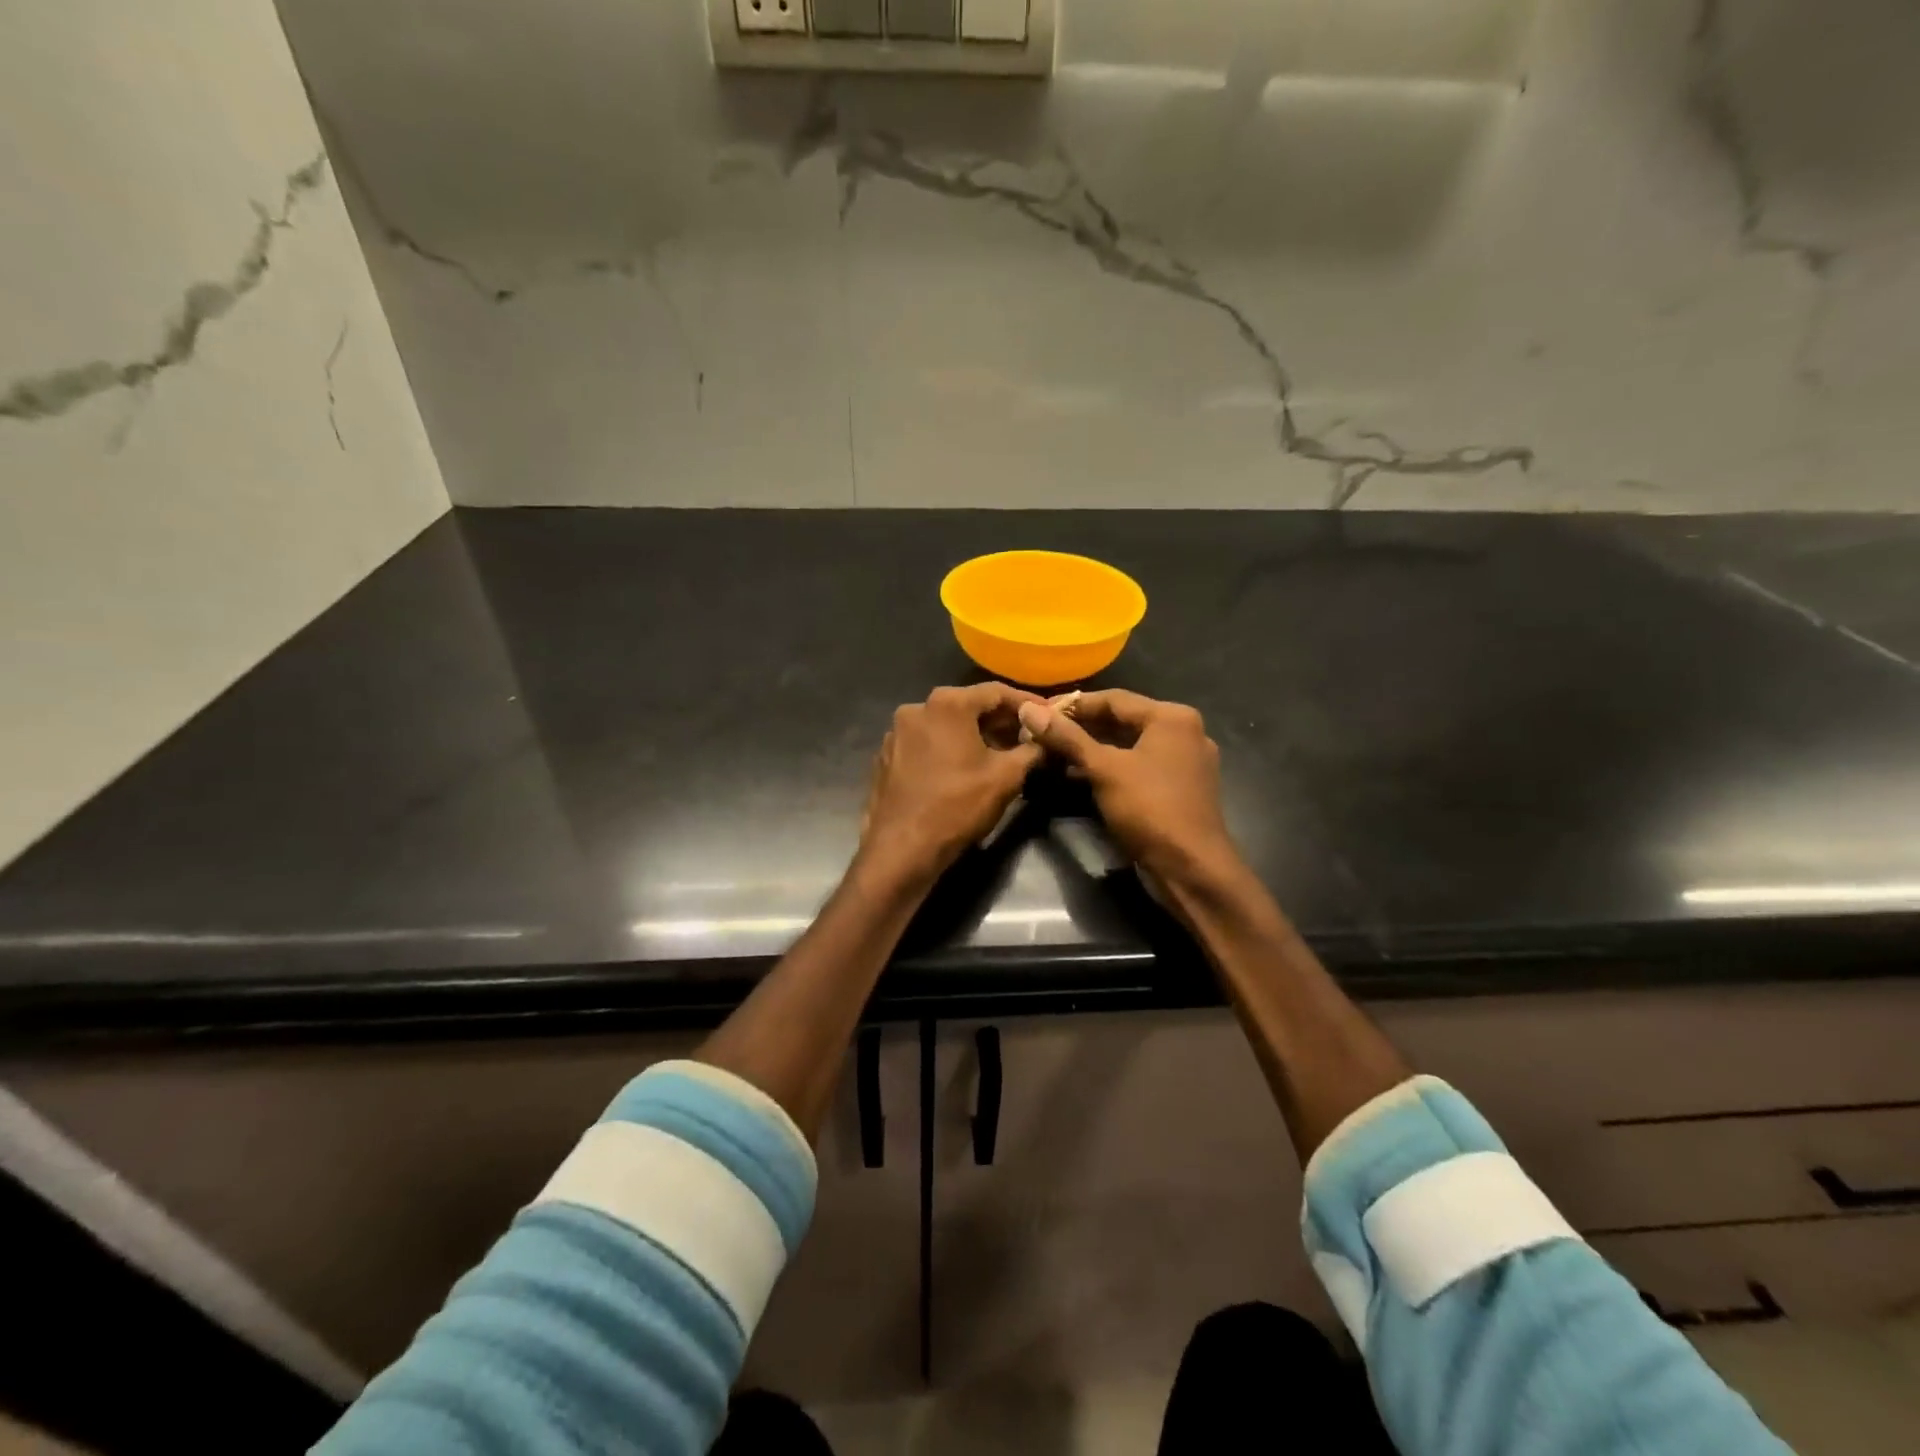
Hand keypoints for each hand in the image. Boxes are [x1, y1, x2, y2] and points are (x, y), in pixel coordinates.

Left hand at [857, 684, 1043, 885]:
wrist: (901, 849)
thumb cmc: (957, 806)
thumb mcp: (1006, 777)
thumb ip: (1031, 750)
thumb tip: (1045, 740)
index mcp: (947, 704)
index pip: (996, 692)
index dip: (1026, 703)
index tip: (1049, 713)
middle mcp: (917, 708)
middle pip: (968, 706)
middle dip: (999, 721)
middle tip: (1027, 736)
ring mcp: (896, 733)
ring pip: (945, 726)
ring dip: (973, 736)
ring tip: (999, 754)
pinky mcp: (886, 757)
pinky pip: (926, 744)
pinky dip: (948, 750)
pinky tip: (963, 770)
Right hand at [1017, 690, 1238, 886]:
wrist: (1191, 868)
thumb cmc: (1149, 808)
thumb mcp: (1103, 769)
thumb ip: (1066, 737)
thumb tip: (1028, 709)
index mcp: (1172, 717)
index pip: (1114, 698)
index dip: (1072, 705)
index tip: (1037, 711)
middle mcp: (1184, 732)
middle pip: (1123, 720)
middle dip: (1082, 727)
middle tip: (1042, 732)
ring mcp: (1185, 761)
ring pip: (1130, 745)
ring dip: (1094, 748)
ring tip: (1054, 752)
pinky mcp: (1180, 787)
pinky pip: (1139, 765)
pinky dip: (1112, 767)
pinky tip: (1080, 775)